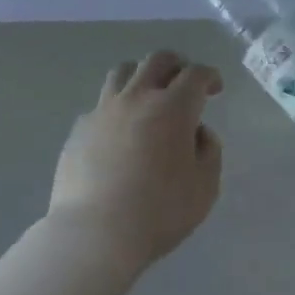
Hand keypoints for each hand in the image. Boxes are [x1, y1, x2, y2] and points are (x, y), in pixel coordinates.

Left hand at [48, 51, 222, 276]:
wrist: (94, 234)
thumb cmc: (159, 212)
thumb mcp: (205, 188)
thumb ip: (209, 152)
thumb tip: (198, 133)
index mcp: (173, 108)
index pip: (196, 74)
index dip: (209, 76)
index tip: (214, 88)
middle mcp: (138, 98)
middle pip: (158, 60)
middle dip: (177, 65)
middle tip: (184, 83)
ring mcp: (104, 110)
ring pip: (123, 71)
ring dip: (142, 75)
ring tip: (148, 96)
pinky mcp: (79, 128)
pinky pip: (101, 104)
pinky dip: (116, 108)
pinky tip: (119, 132)